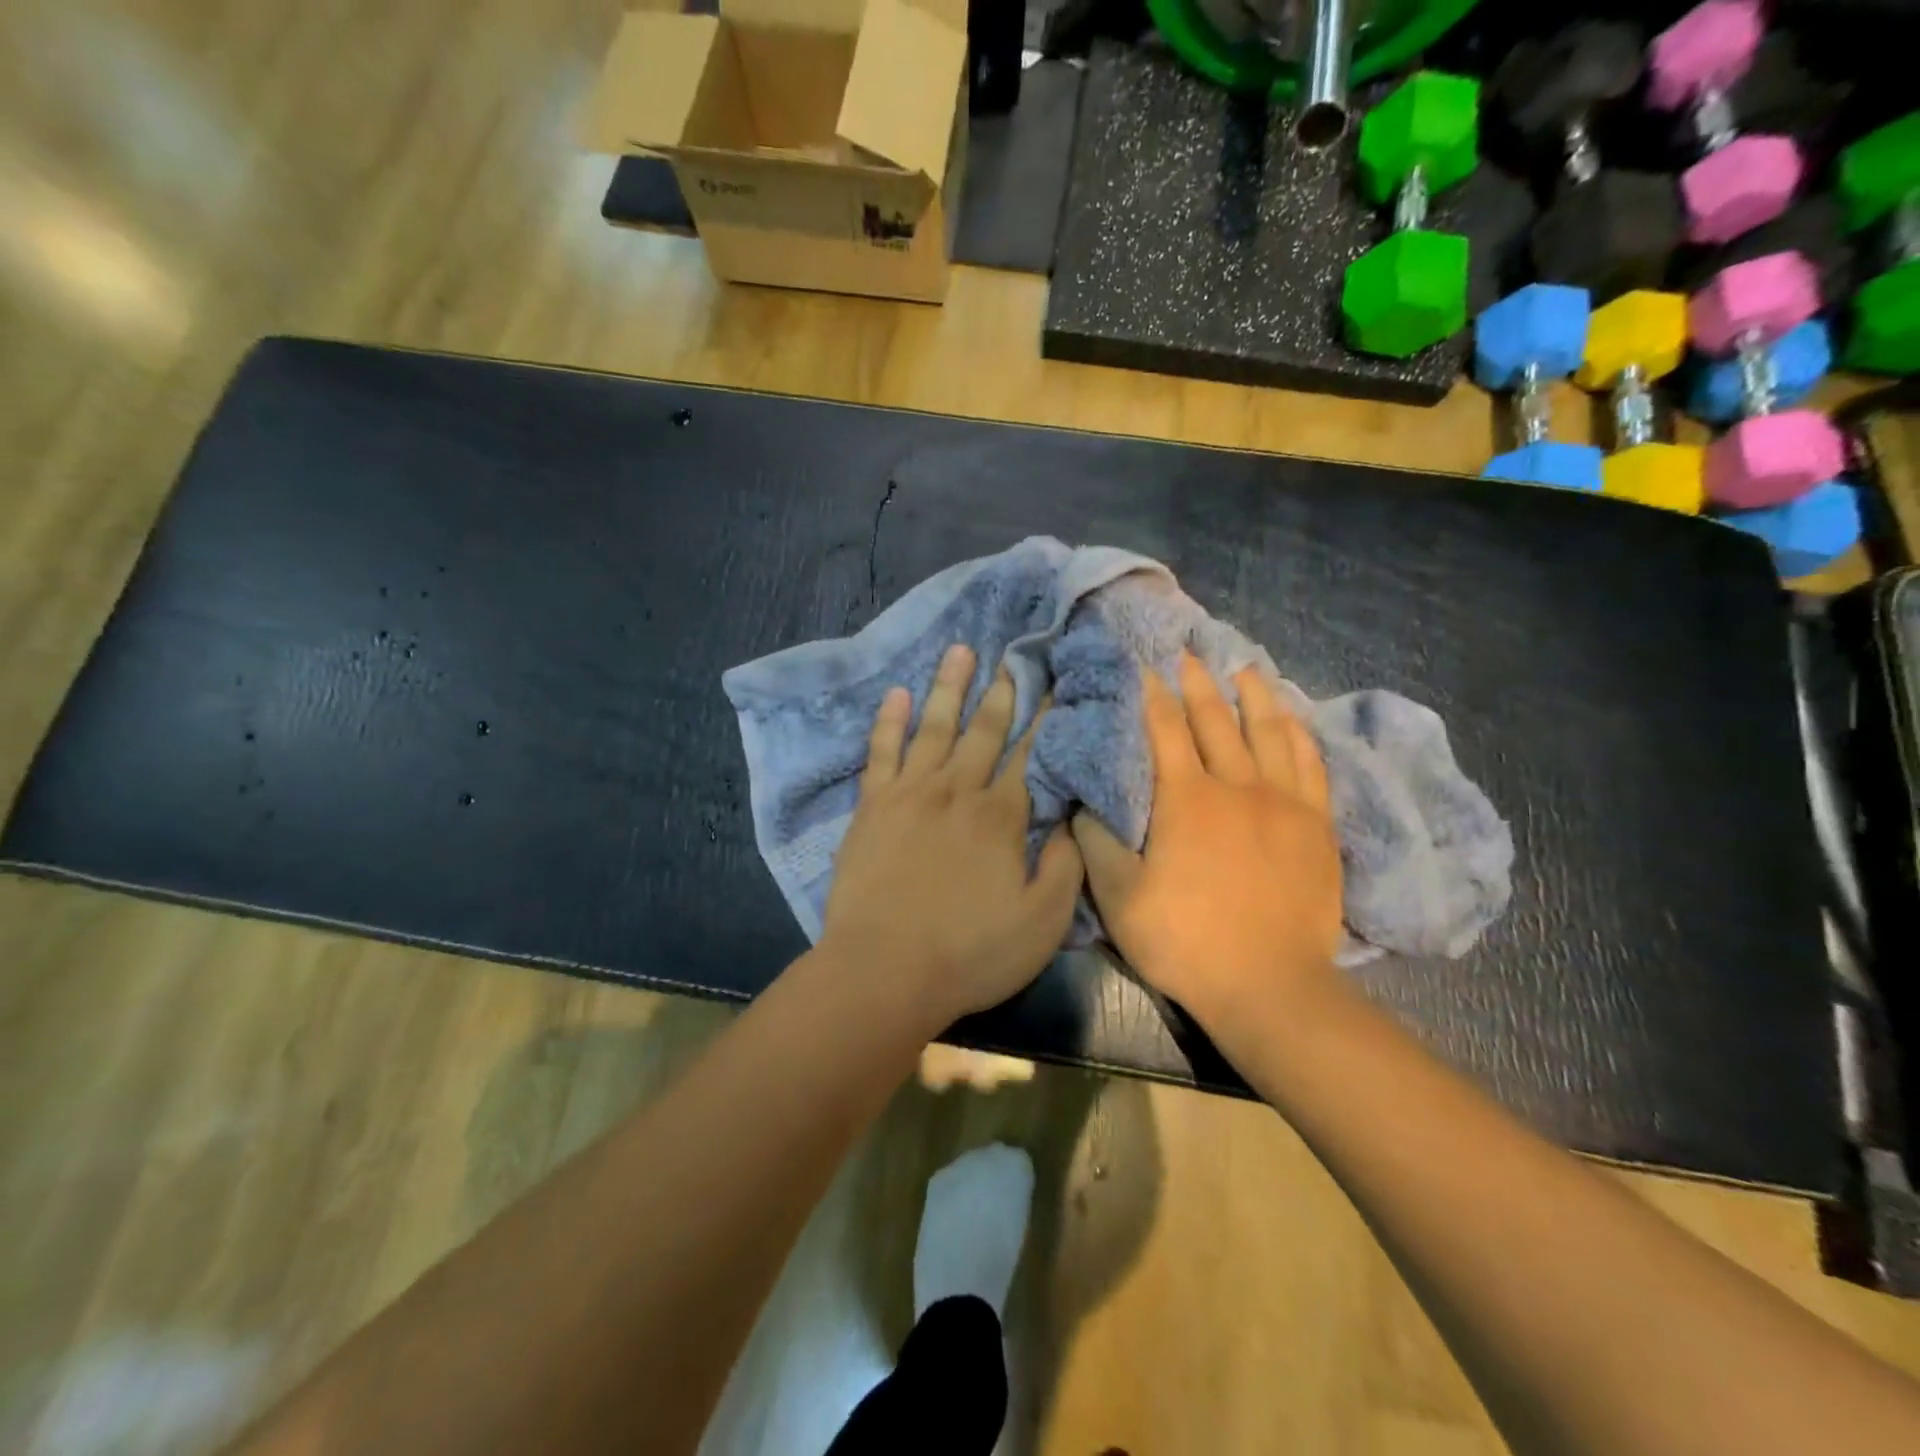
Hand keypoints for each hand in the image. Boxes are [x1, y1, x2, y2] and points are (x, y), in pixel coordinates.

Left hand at [821, 643, 1083, 1029]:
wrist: (884, 970)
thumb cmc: (970, 952)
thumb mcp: (1043, 922)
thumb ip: (1065, 866)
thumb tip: (1073, 819)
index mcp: (1002, 815)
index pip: (1030, 755)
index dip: (1045, 719)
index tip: (1055, 685)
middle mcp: (958, 789)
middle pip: (984, 731)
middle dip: (1002, 692)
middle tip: (1013, 656)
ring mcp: (910, 792)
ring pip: (934, 727)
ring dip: (949, 687)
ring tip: (960, 650)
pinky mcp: (871, 806)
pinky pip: (881, 751)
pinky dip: (889, 720)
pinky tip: (897, 693)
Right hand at [1073, 652, 1342, 1029]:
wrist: (1270, 986)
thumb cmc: (1186, 940)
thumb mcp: (1119, 898)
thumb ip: (1096, 843)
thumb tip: (1082, 801)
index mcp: (1185, 798)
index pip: (1166, 729)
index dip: (1153, 695)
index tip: (1146, 666)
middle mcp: (1236, 786)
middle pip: (1216, 719)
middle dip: (1198, 682)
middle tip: (1189, 652)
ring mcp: (1284, 803)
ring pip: (1269, 731)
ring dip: (1254, 695)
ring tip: (1244, 668)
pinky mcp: (1317, 825)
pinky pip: (1311, 765)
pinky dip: (1299, 735)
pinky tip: (1292, 720)